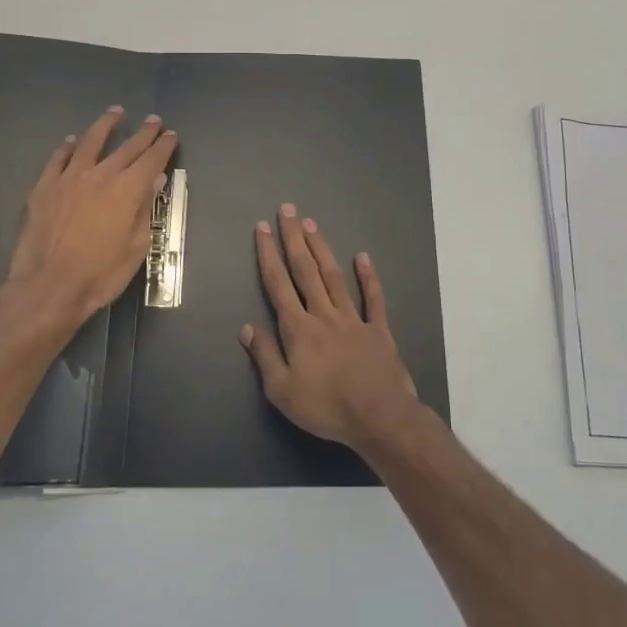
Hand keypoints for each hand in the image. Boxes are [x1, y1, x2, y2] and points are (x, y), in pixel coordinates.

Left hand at [6, 107, 178, 325]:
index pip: (152, 159)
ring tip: (115, 112)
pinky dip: (67, 147)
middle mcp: (101, 175)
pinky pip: (58, 158)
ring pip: (90, 142)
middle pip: (127, 147)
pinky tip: (71, 141)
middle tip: (153, 120)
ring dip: (105, 125)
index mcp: (127, 190)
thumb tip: (155, 180)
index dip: (163, 146)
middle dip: (143, 133)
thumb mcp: (136, 247)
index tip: (171, 135)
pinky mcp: (44, 186)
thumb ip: (145, 209)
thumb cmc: (101, 274)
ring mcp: (69, 177)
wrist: (48, 286)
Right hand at [241, 203, 420, 450]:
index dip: (269, 255)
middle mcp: (324, 314)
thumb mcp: (282, 391)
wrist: (379, 416)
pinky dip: (368, 277)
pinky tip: (363, 257)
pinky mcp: (378, 329)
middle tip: (288, 210)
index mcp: (298, 329)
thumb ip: (265, 356)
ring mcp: (353, 318)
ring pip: (334, 276)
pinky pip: (373, 298)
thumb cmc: (326, 407)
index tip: (263, 228)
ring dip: (322, 248)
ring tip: (312, 224)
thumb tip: (247, 327)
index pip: (279, 285)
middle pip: (305, 270)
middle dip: (294, 239)